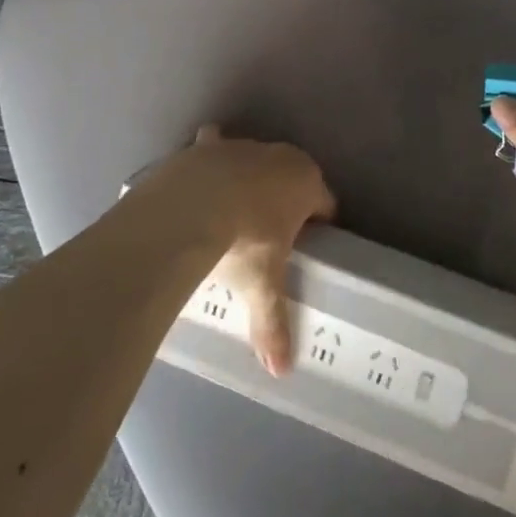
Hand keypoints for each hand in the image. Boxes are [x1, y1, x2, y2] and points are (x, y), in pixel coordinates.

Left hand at [153, 125, 335, 375]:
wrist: (189, 208)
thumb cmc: (243, 242)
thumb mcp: (263, 285)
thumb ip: (274, 324)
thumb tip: (281, 371)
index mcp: (305, 182)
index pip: (325, 204)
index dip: (320, 227)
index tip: (308, 248)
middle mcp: (278, 156)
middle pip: (291, 179)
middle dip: (285, 201)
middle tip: (270, 237)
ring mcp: (241, 146)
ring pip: (253, 160)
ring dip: (248, 178)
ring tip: (232, 213)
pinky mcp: (206, 146)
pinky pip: (213, 147)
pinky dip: (209, 160)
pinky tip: (199, 179)